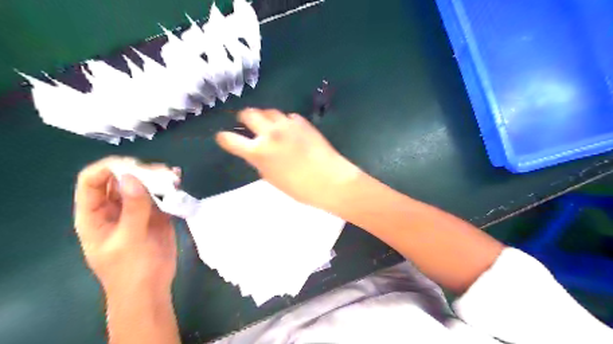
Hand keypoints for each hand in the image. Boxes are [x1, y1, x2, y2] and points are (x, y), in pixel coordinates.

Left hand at [73, 156, 179, 295]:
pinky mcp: (155, 214)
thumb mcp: (129, 239)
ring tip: (172, 176)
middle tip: (160, 172)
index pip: (92, 181)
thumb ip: (133, 208)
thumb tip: (133, 176)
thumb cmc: (131, 268)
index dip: (108, 168)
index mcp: (95, 214)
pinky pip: (159, 195)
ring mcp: (136, 210)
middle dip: (138, 170)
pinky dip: (168, 186)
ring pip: (142, 184)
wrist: (151, 288)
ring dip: (156, 176)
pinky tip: (178, 180)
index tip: (134, 166)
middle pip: (120, 178)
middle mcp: (113, 208)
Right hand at [214, 109, 360, 208]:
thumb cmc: (299, 188)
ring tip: (268, 126)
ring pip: (269, 111)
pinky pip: (287, 117)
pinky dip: (284, 122)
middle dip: (244, 118)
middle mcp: (270, 133)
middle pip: (249, 113)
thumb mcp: (271, 178)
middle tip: (246, 124)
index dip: (224, 138)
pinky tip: (289, 131)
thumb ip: (259, 161)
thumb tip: (254, 151)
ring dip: (265, 117)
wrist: (330, 180)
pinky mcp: (302, 122)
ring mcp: (287, 124)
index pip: (231, 139)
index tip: (223, 137)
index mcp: (259, 151)